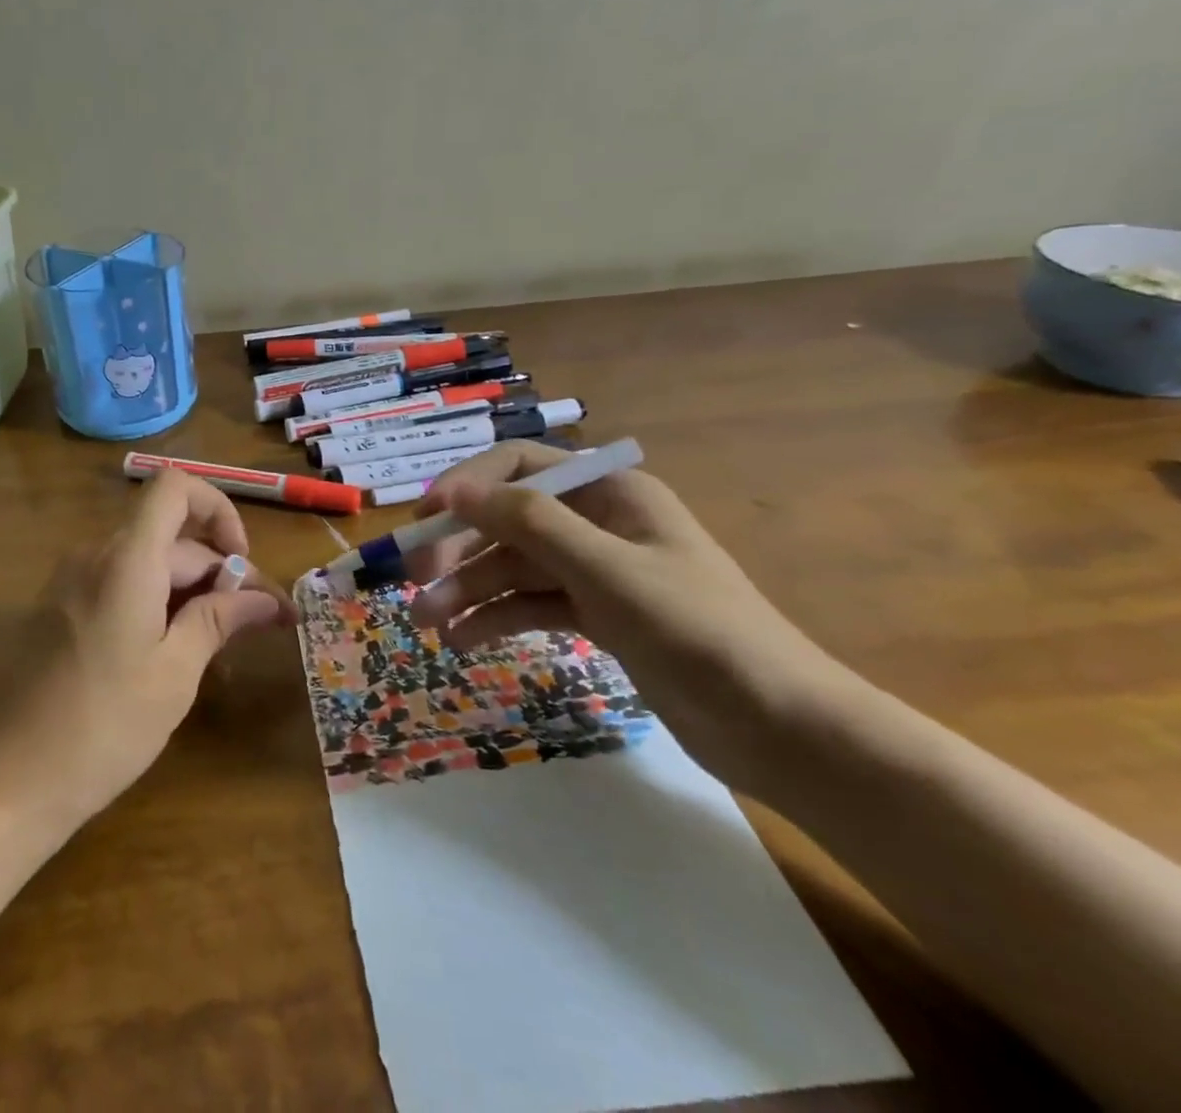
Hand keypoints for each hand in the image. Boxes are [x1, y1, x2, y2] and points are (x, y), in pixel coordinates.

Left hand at [0, 470, 296, 826]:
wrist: (4, 782)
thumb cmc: (102, 727)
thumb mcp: (175, 674)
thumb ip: (219, 620)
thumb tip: (264, 598)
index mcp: (126, 559)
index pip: (175, 486)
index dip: (217, 508)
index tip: (240, 562)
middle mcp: (94, 555)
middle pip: (170, 536)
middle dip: (218, 571)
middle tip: (258, 624)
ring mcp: (69, 582)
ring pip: (146, 563)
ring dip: (189, 590)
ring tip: (220, 645)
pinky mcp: (57, 609)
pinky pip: (118, 584)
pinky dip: (155, 602)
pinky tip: (172, 654)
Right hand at [405, 441, 844, 787]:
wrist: (783, 730)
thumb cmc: (698, 633)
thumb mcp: (607, 571)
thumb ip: (529, 523)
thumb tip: (454, 491)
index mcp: (610, 491)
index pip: (519, 466)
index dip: (466, 486)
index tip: (422, 520)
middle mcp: (598, 521)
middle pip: (509, 519)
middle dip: (459, 549)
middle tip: (413, 584)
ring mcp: (596, 570)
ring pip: (514, 566)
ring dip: (468, 590)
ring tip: (426, 625)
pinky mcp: (596, 615)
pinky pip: (531, 603)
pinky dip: (496, 618)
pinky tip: (462, 640)